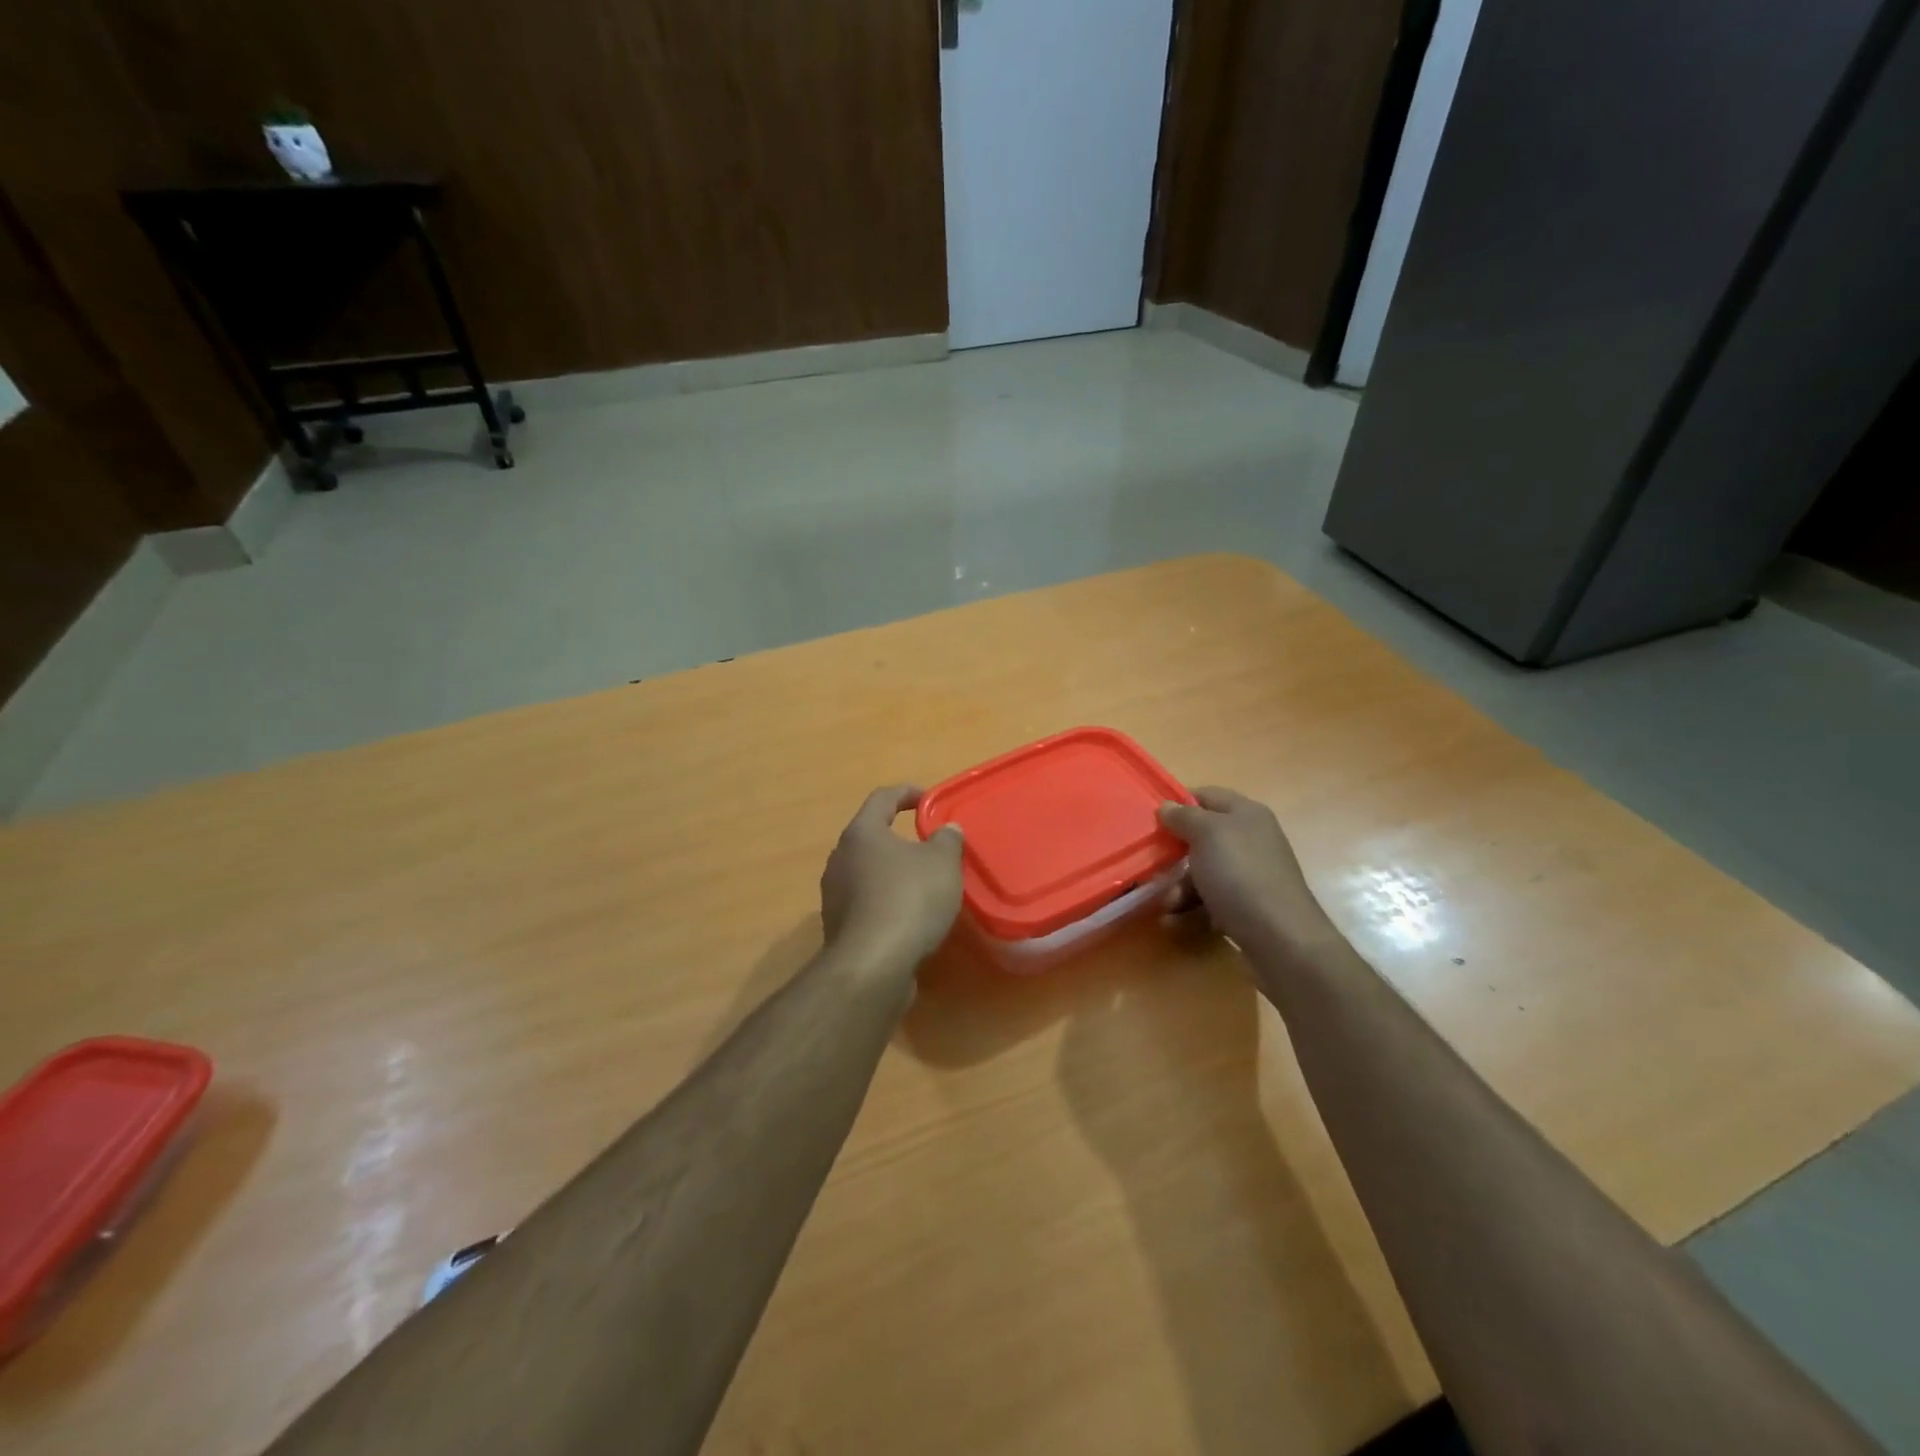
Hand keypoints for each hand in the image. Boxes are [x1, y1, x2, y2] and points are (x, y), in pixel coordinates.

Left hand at [820, 785, 964, 972]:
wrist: (873, 965)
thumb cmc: (909, 899)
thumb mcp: (942, 863)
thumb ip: (947, 840)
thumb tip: (947, 829)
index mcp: (862, 833)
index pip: (882, 798)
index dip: (906, 793)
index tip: (928, 800)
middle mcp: (840, 859)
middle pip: (871, 837)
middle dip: (899, 839)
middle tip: (929, 846)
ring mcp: (835, 895)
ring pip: (867, 873)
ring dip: (893, 874)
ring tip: (923, 884)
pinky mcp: (839, 928)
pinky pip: (867, 903)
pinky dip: (887, 903)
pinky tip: (910, 917)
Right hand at [1157, 787, 1334, 951]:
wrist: (1280, 937)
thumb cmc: (1240, 875)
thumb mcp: (1207, 834)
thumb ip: (1184, 816)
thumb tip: (1167, 806)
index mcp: (1245, 813)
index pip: (1205, 795)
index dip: (1178, 804)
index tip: (1151, 821)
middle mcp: (1250, 838)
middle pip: (1201, 836)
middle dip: (1174, 853)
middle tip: (1152, 866)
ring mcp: (1250, 872)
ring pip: (1203, 870)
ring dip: (1179, 886)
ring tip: (1167, 905)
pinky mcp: (1248, 903)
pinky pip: (1211, 897)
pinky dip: (1192, 906)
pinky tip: (1175, 921)